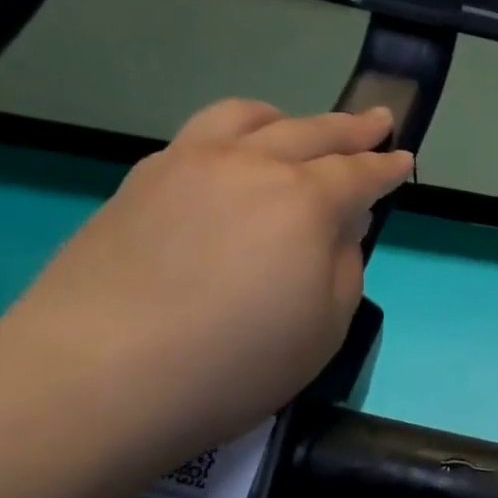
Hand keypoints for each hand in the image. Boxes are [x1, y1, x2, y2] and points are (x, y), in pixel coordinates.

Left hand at [0, 100, 412, 467]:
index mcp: (303, 200)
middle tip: (376, 122)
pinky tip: (233, 164)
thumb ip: (344, 264)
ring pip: (246, 117)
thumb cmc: (233, 364)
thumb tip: (337, 227)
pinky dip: (234, 136)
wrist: (92, 380)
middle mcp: (248, 165)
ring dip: (287, 119)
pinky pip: (200, 137)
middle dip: (351, 128)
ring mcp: (185, 166)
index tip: (405, 159)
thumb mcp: (326, 327)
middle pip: (310, 131)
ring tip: (298, 129)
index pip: (359, 173)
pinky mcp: (138, 183)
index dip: (387, 168)